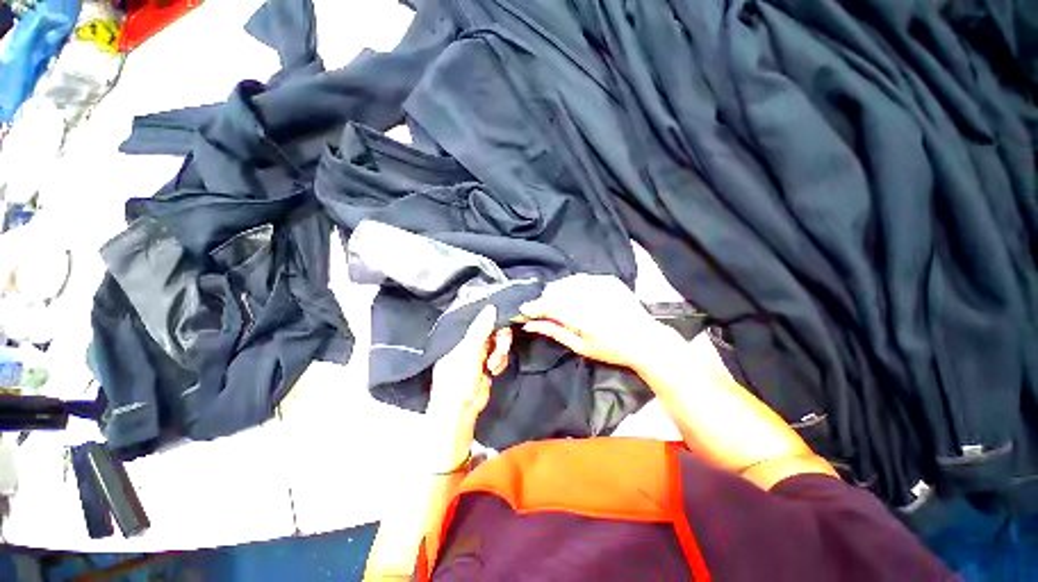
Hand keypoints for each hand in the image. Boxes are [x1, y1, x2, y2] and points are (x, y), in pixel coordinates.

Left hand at [426, 305, 511, 469]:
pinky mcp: (487, 364)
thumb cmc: (459, 379)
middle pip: (492, 330)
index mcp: (459, 336)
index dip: (492, 320)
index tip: (503, 322)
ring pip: (498, 342)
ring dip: (500, 353)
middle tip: (500, 348)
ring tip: (492, 366)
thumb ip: (481, 329)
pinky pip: (500, 354)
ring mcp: (478, 353)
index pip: (479, 320)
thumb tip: (491, 307)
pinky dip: (500, 361)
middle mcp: (469, 342)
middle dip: (500, 340)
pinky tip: (494, 370)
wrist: (461, 410)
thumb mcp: (469, 351)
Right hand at [519, 274, 667, 369]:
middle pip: (556, 290)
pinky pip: (581, 279)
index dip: (534, 307)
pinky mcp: (608, 279)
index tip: (523, 310)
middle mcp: (591, 295)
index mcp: (583, 317)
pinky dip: (573, 287)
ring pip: (567, 282)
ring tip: (561, 305)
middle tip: (545, 312)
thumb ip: (554, 331)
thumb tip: (530, 324)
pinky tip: (576, 298)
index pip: (549, 306)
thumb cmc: (612, 349)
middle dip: (546, 300)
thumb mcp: (580, 346)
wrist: (646, 339)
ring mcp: (601, 284)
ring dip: (558, 292)